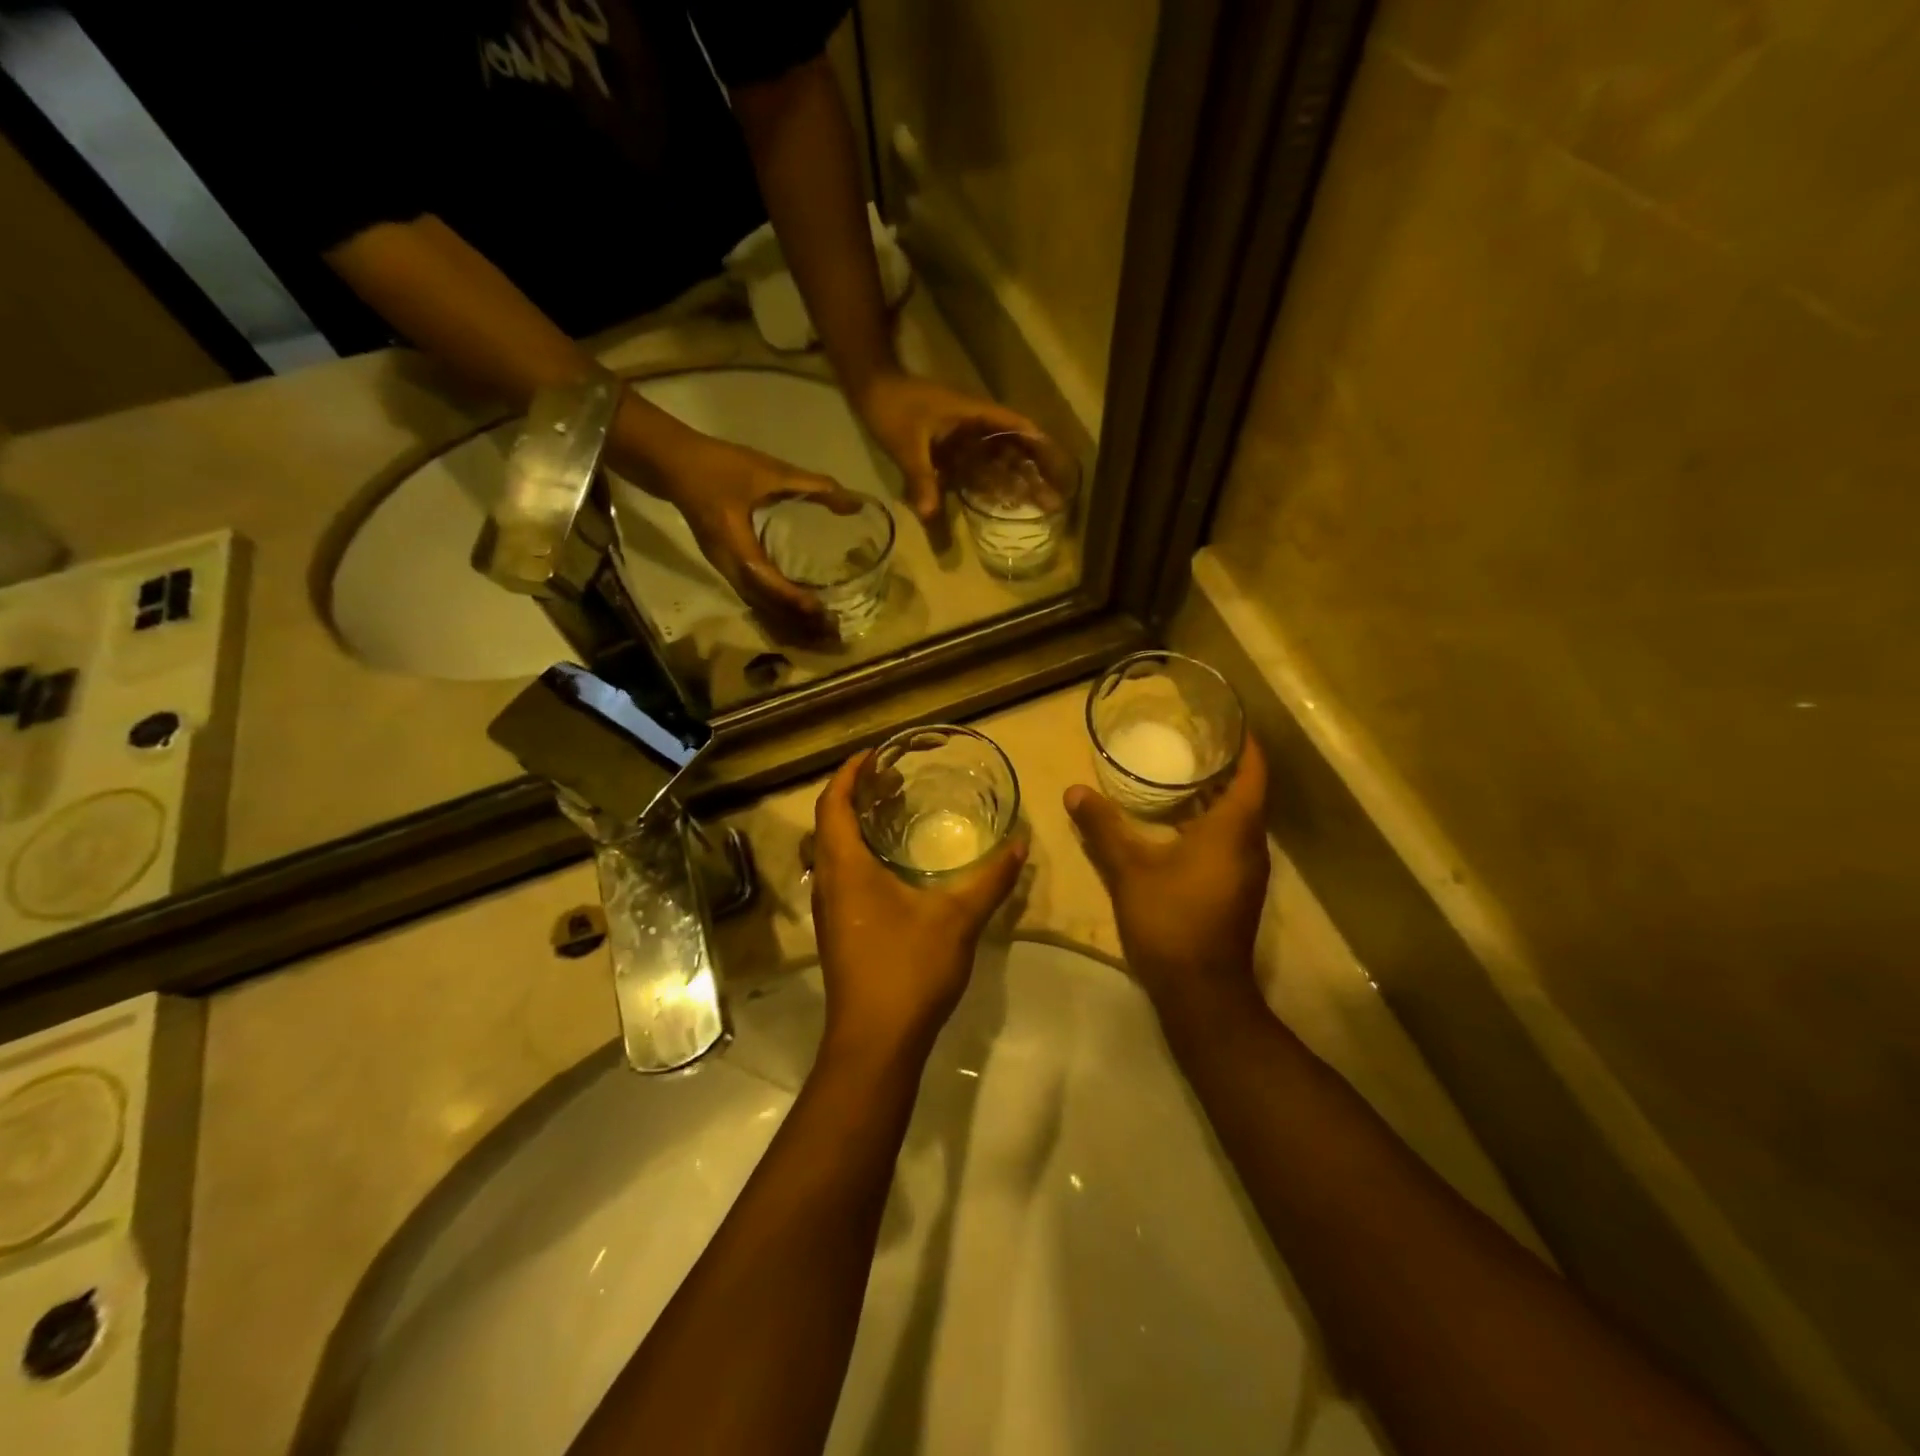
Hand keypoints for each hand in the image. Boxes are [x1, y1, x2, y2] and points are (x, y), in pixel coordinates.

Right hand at [623, 423, 860, 638]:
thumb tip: (854, 503)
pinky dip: (775, 608)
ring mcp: (723, 567)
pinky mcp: (725, 565)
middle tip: (828, 629)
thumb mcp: (769, 470)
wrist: (672, 464)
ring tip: (818, 628)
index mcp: (734, 542)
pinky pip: (751, 596)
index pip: (763, 578)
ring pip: (756, 604)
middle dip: (793, 619)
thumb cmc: (720, 466)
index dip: (790, 596)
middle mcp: (727, 563)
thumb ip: (813, 485)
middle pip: (762, 602)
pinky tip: (796, 612)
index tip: (818, 608)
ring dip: (785, 618)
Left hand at [810, 751, 1026, 1064]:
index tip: (875, 754)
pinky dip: (862, 854)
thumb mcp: (957, 918)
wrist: (876, 1042)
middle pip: (830, 823)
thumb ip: (990, 879)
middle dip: (857, 795)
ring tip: (896, 812)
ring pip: (835, 851)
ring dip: (858, 825)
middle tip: (894, 779)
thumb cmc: (908, 969)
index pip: (833, 803)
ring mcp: (830, 910)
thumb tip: (1019, 844)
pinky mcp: (839, 932)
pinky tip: (896, 865)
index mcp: (845, 867)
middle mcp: (829, 882)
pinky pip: (843, 875)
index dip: (850, 773)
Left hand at [854, 371, 1038, 534]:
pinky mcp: (951, 445)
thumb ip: (920, 477)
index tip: (1059, 469)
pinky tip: (1000, 503)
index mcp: (973, 414)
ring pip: (998, 459)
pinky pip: (978, 465)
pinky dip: (990, 482)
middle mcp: (975, 423)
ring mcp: (964, 435)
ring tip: (1036, 506)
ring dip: (1016, 480)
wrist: (871, 388)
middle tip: (1053, 501)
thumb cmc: (892, 407)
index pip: (1016, 426)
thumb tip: (929, 514)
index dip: (1040, 446)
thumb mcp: (906, 444)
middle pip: (1013, 448)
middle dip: (1034, 473)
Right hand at [1065, 736, 1271, 1030]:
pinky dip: (1210, 824)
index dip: (1245, 745)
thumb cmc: (1171, 920)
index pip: (1253, 772)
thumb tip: (1074, 790)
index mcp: (1234, 829)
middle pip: (1247, 794)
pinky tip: (1176, 826)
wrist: (1201, 992)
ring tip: (1180, 776)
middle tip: (1191, 741)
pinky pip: (1230, 843)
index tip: (1227, 721)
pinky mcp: (1236, 892)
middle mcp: (1250, 846)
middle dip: (1224, 767)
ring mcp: (1247, 872)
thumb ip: (1103, 827)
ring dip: (1216, 797)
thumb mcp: (1129, 869)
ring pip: (1238, 822)